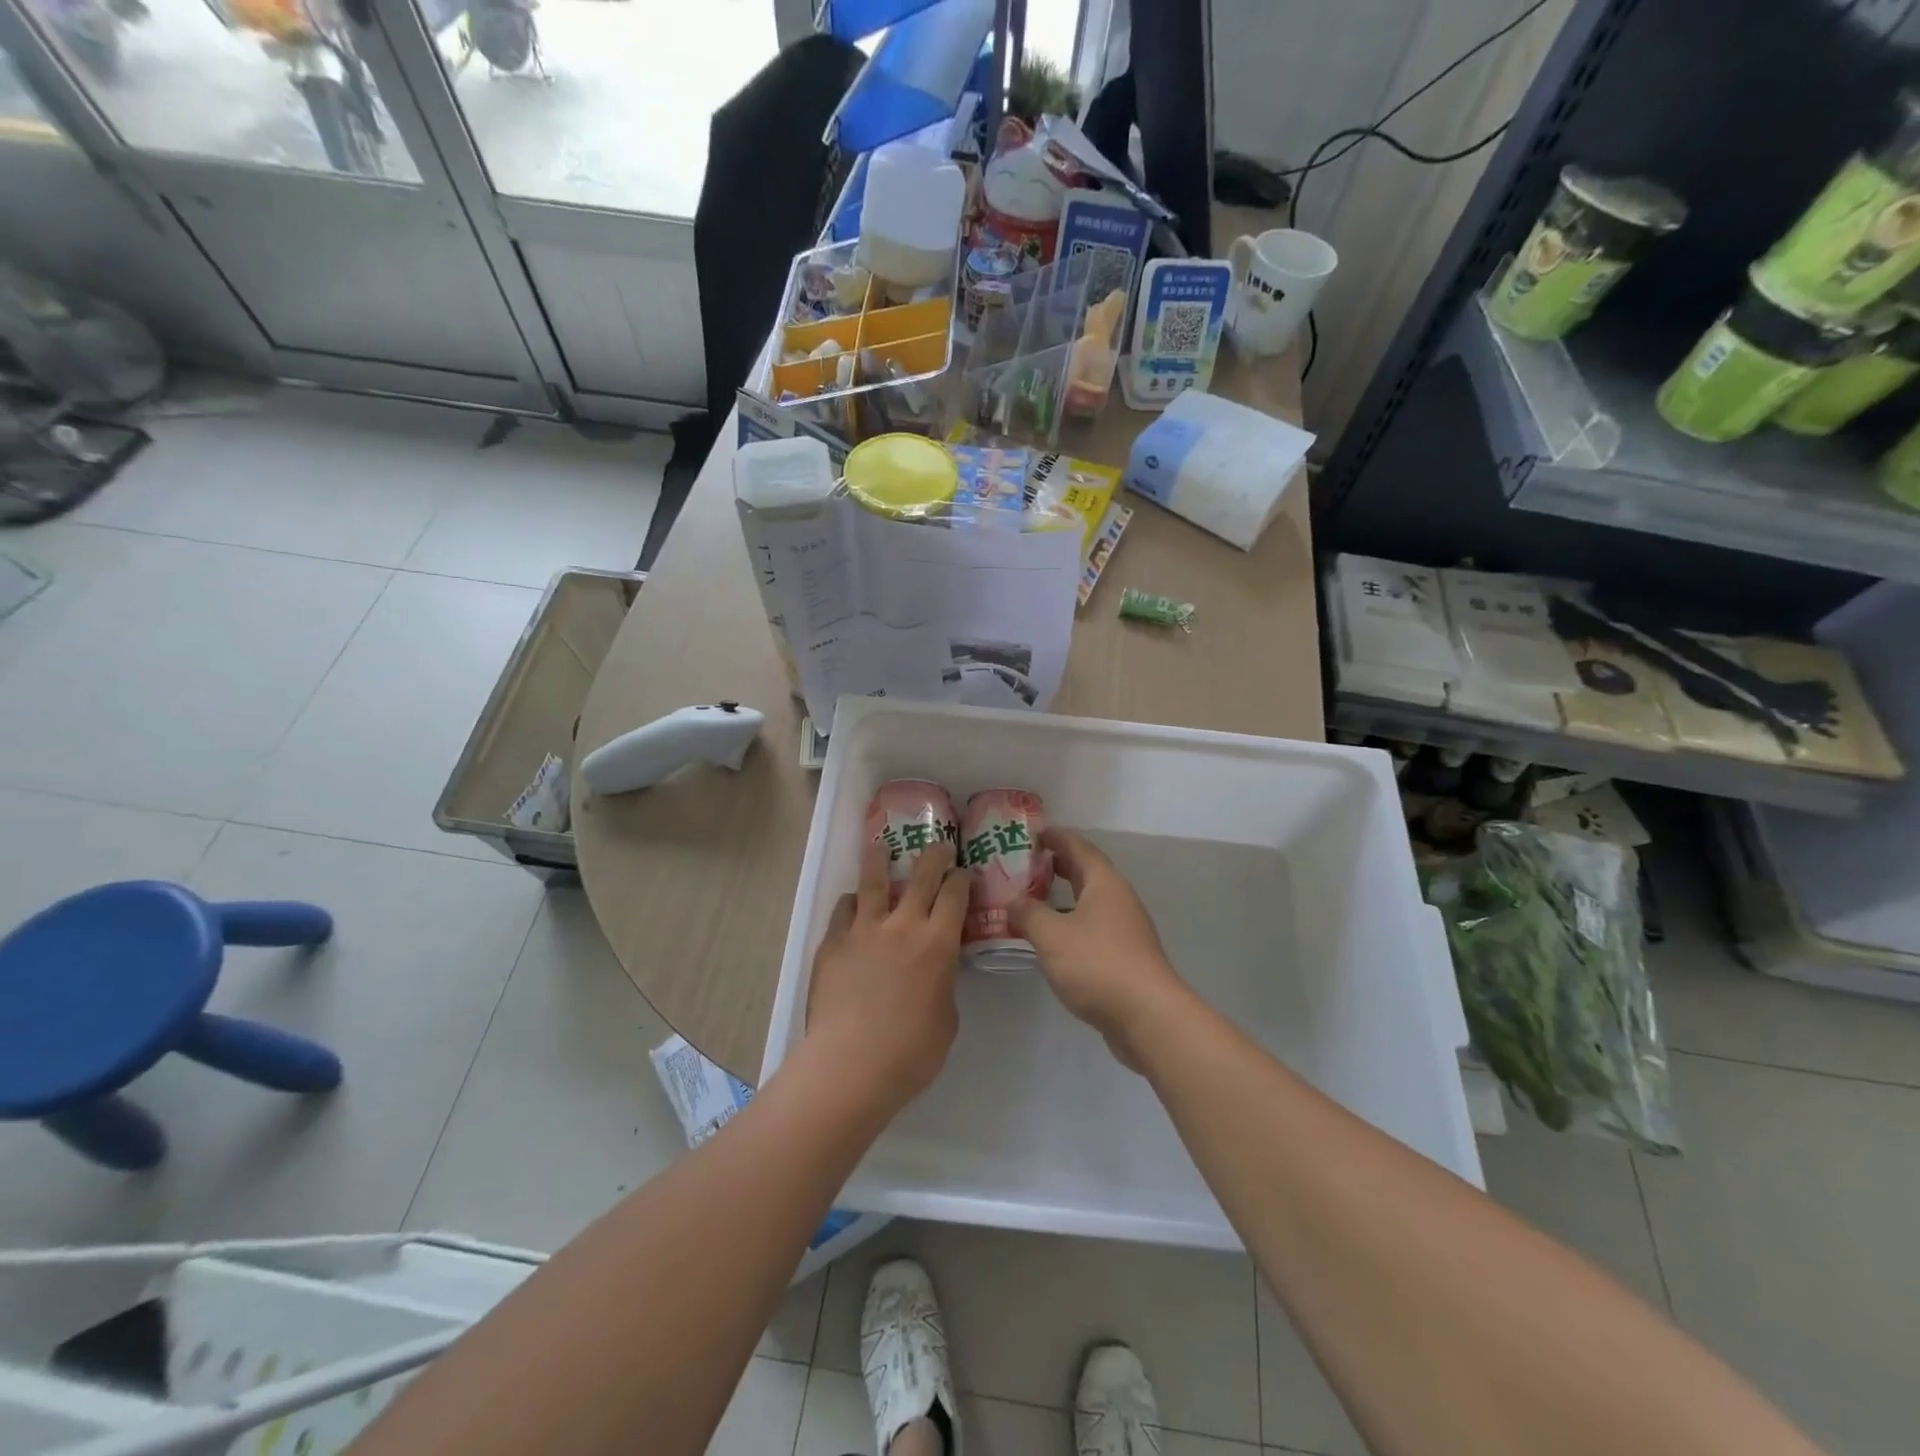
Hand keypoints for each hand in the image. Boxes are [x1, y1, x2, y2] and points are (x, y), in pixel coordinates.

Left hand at [806, 835, 969, 1111]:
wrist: (851, 1064)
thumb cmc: (911, 1052)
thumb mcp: (946, 1017)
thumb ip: (942, 982)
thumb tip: (935, 970)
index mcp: (938, 942)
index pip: (955, 894)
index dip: (962, 878)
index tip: (964, 873)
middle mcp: (903, 925)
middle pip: (921, 874)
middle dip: (934, 855)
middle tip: (939, 845)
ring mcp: (863, 930)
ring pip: (873, 880)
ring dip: (880, 859)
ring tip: (881, 846)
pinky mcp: (833, 943)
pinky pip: (844, 910)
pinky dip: (853, 903)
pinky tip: (854, 906)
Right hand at [1009, 828, 1187, 1069]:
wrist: (1148, 1017)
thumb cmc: (1098, 965)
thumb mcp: (1052, 936)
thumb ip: (1028, 913)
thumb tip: (1013, 900)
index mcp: (1104, 883)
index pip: (1077, 846)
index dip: (1054, 837)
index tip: (1030, 833)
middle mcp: (1118, 899)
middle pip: (1085, 872)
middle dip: (1056, 866)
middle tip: (1024, 865)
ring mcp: (1125, 928)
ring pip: (1089, 902)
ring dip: (1062, 898)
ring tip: (1031, 901)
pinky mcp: (1125, 956)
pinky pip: (1092, 927)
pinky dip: (1070, 924)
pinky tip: (1051, 940)